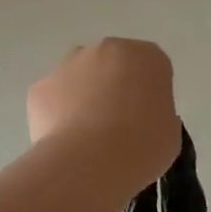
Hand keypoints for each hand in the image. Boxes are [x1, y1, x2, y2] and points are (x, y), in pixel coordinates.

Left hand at [28, 38, 179, 188]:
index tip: (147, 120)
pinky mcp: (40, 87)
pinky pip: (53, 98)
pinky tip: (65, 143)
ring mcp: (69, 64)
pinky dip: (57, 115)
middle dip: (114, 87)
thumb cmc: (143, 145)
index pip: (152, 68)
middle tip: (117, 126)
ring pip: (79, 77)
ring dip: (83, 96)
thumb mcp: (170, 133)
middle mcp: (107, 49)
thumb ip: (160, 116)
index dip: (149, 94)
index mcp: (148, 57)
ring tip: (87, 137)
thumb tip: (144, 118)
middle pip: (112, 65)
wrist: (91, 162)